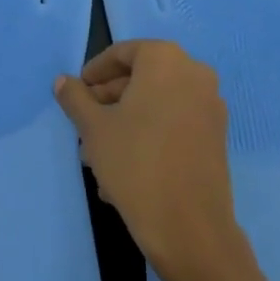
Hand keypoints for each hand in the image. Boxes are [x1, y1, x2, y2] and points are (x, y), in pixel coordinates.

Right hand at [53, 40, 248, 280]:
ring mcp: (210, 106)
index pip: (122, 53)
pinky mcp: (216, 136)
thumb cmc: (135, 163)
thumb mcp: (93, 128)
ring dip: (126, 121)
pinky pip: (174, 123)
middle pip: (141, 78)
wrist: (189, 227)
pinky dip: (149, 134)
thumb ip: (76, 98)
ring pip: (157, 104)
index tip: (77, 93)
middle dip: (109, 101)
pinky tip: (124, 167)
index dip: (95, 72)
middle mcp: (194, 74)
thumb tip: (63, 81)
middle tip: (84, 126)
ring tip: (98, 155)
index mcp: (165, 60)